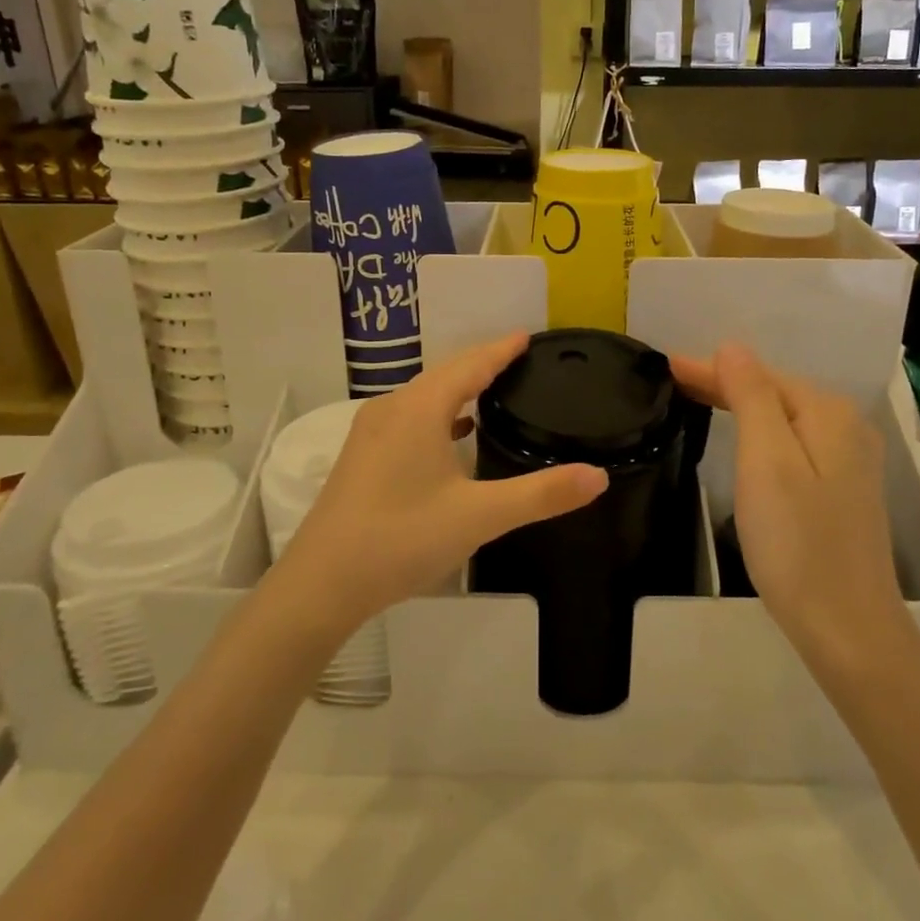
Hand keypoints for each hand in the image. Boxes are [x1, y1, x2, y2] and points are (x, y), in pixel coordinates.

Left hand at [279, 333, 607, 635]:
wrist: (322, 584)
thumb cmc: (401, 538)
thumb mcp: (479, 517)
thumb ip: (540, 494)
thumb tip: (598, 475)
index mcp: (420, 409)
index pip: (470, 364)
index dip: (501, 349)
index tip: (528, 336)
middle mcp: (392, 409)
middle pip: (445, 374)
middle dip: (482, 364)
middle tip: (520, 361)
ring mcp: (371, 433)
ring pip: (424, 396)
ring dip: (458, 388)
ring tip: (493, 390)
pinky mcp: (362, 457)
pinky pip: (410, 419)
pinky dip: (439, 415)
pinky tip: (454, 435)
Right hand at [671, 344, 904, 660]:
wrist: (847, 627)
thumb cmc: (796, 542)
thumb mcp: (766, 461)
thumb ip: (751, 397)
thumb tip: (734, 347)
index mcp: (828, 414)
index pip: (759, 376)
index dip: (711, 369)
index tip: (665, 365)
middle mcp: (846, 428)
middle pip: (774, 393)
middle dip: (724, 383)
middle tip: (672, 380)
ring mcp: (849, 462)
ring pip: (783, 418)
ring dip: (741, 406)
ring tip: (698, 399)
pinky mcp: (842, 491)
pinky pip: (793, 444)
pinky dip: (760, 433)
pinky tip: (744, 438)